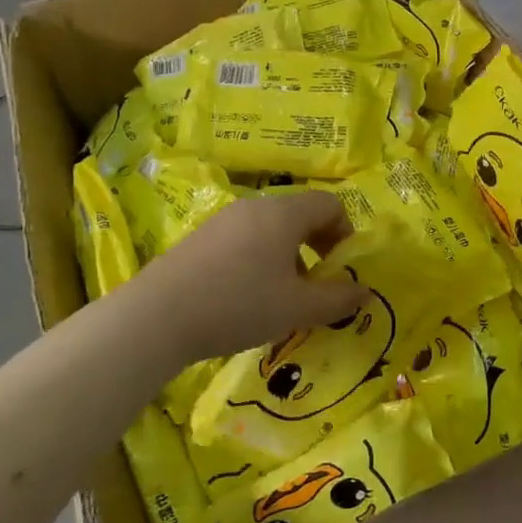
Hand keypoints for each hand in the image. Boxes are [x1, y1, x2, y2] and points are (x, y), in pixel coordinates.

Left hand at [146, 191, 366, 363]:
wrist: (157, 318)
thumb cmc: (240, 304)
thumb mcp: (298, 308)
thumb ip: (337, 299)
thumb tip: (364, 292)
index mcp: (283, 214)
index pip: (330, 205)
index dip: (345, 233)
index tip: (341, 268)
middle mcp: (254, 207)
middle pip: (299, 215)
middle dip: (317, 247)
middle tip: (316, 284)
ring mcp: (222, 221)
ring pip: (270, 229)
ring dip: (288, 256)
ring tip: (281, 296)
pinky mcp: (199, 239)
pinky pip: (243, 240)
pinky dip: (258, 261)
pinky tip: (245, 298)